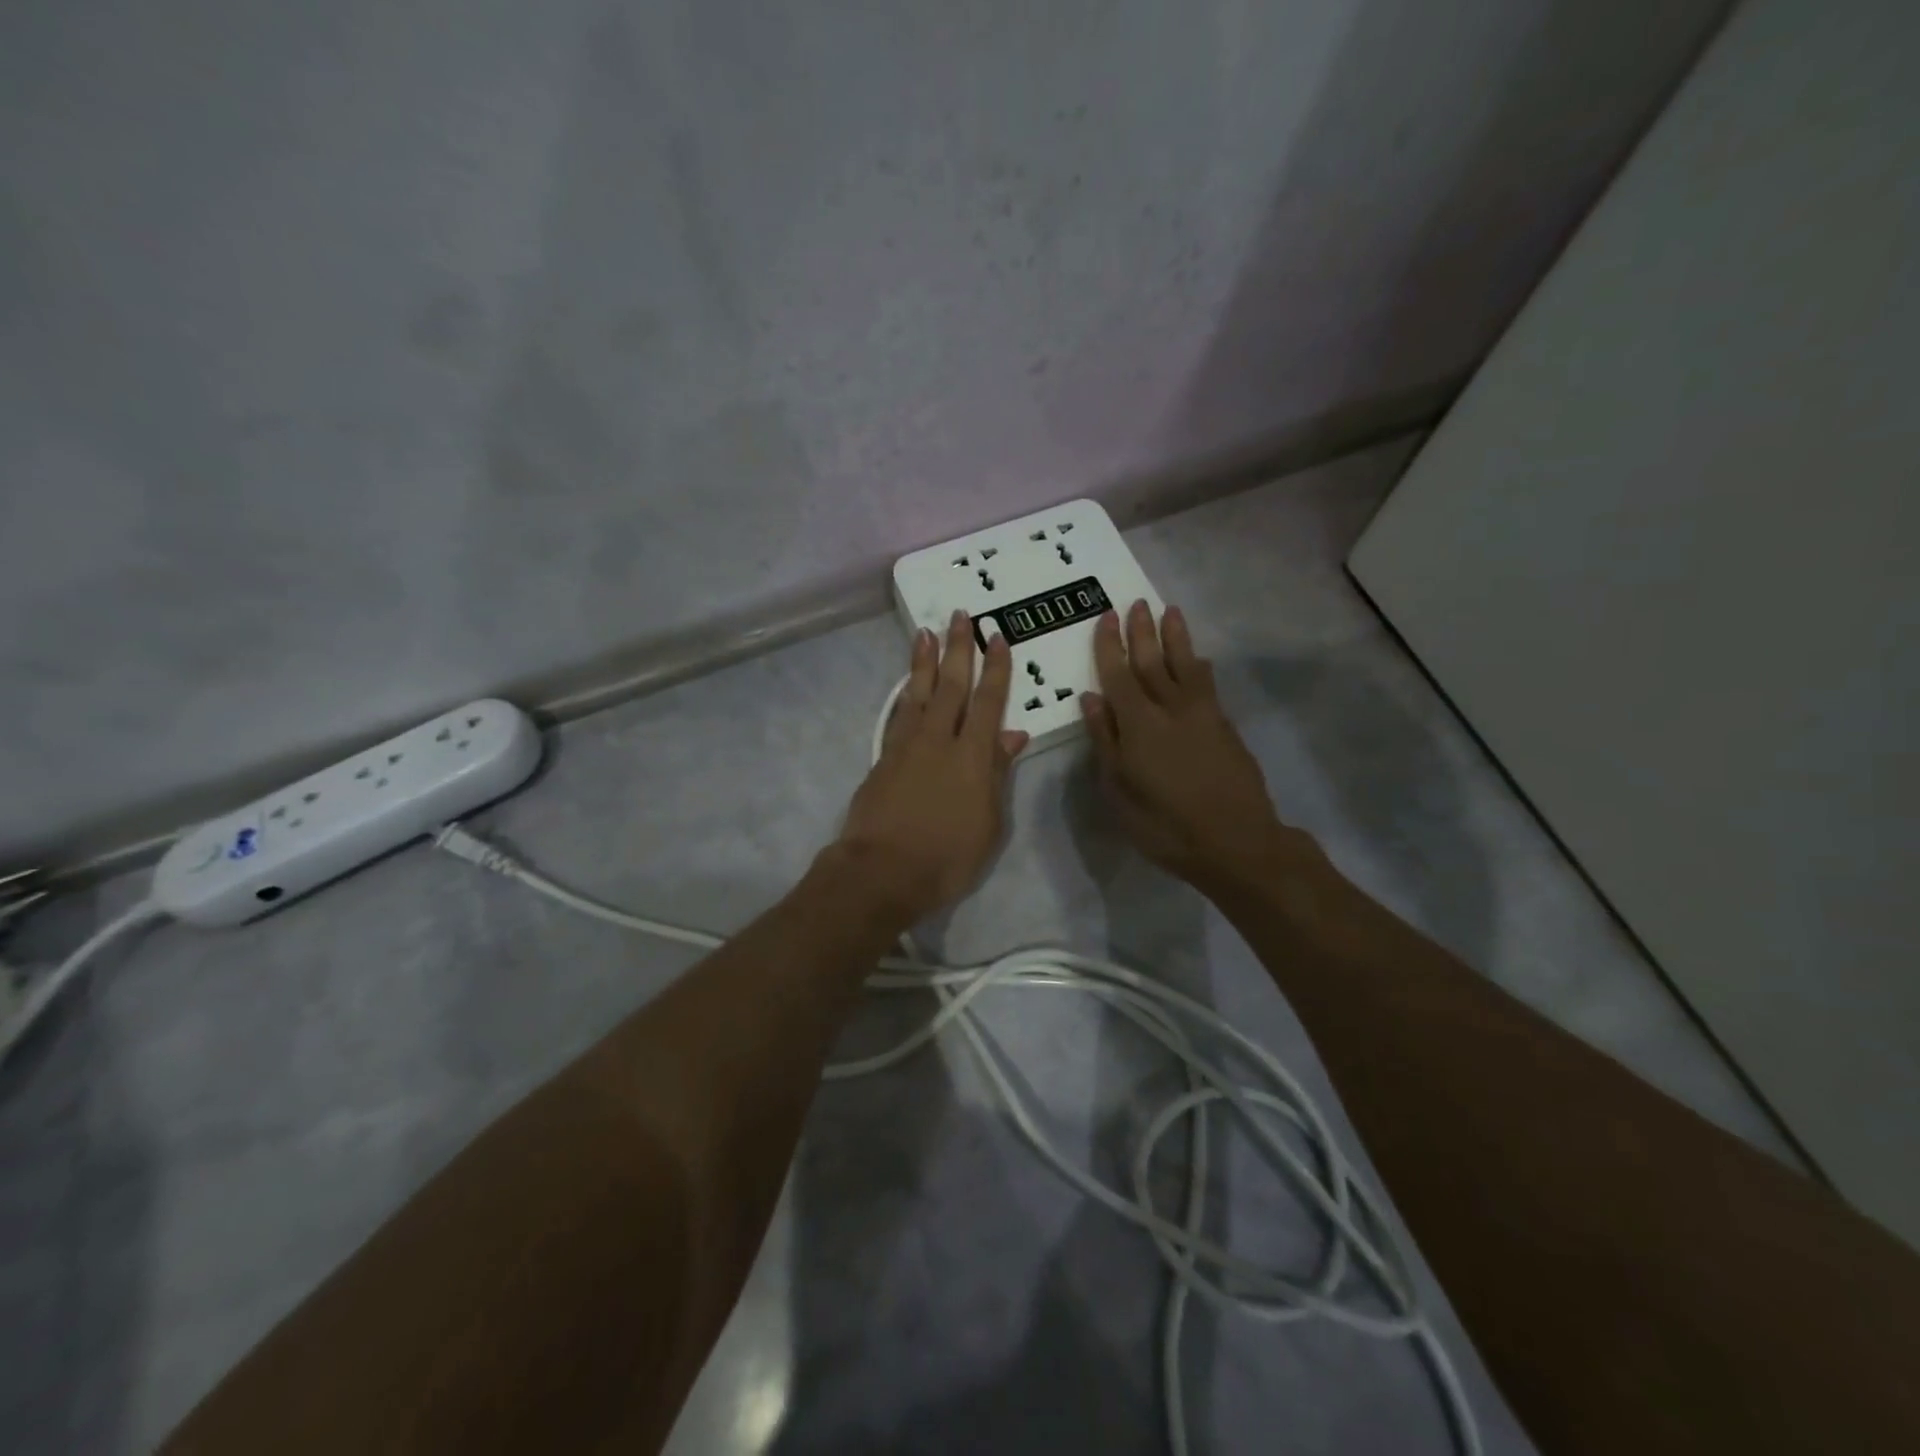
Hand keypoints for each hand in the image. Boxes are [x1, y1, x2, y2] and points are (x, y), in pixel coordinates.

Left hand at [835, 611, 1028, 925]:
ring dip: (924, 662)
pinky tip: (907, 686)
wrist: (881, 872)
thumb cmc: (947, 857)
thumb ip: (999, 774)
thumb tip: (1013, 734)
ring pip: (918, 693)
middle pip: (950, 686)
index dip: (995, 668)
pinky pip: (898, 715)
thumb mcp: (989, 823)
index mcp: (972, 755)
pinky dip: (905, 696)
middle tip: (959, 615)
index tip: (997, 637)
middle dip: (957, 648)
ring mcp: (906, 747)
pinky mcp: (882, 759)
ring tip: (925, 632)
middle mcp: (938, 740)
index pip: (988, 701)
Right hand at [1082, 601, 1300, 895]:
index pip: (1119, 674)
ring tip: (1170, 612)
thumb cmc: (1165, 825)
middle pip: (1153, 661)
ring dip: (1176, 637)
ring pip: (1186, 665)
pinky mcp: (1225, 726)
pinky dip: (1199, 666)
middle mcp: (1171, 709)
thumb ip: (1105, 741)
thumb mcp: (1118, 791)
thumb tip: (1092, 699)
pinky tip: (1198, 658)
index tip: (1106, 616)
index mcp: (1139, 724)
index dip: (1111, 645)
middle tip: (1135, 602)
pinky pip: (1208, 684)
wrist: (1236, 842)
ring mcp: (1203, 715)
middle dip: (1142, 631)